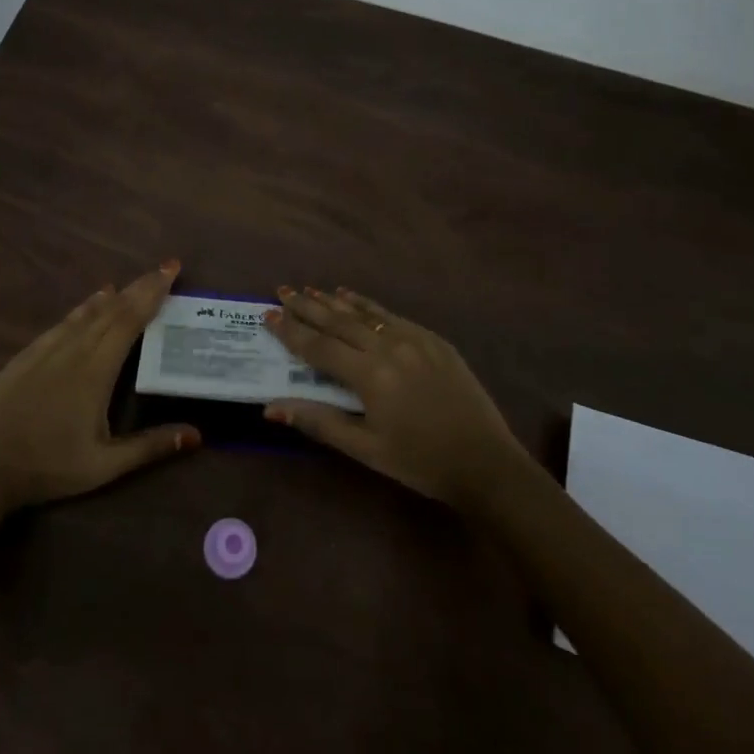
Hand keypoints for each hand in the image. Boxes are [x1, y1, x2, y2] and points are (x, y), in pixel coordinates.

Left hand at [0, 262, 201, 512]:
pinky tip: (86, 306)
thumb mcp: (104, 466)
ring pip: (85, 313)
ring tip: (129, 285)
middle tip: (164, 268)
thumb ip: (150, 446)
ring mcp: (46, 350)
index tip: (171, 270)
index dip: (152, 293)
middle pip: (112, 309)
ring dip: (112, 296)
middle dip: (140, 287)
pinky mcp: (25, 356)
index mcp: (96, 370)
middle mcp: (73, 350)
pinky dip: (81, 309)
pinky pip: (61, 323)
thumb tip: (196, 434)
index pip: (130, 320)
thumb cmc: (48, 467)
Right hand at [263, 287, 541, 513]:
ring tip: (309, 289)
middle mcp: (389, 347)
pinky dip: (367, 305)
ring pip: (364, 313)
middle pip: (338, 321)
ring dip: (333, 301)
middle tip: (282, 291)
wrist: (486, 463)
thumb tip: (271, 408)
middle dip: (307, 306)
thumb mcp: (366, 449)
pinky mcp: (433, 339)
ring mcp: (414, 338)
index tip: (267, 314)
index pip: (318, 347)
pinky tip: (352, 297)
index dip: (290, 331)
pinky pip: (391, 315)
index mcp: (370, 375)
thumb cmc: (420, 462)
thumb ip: (319, 422)